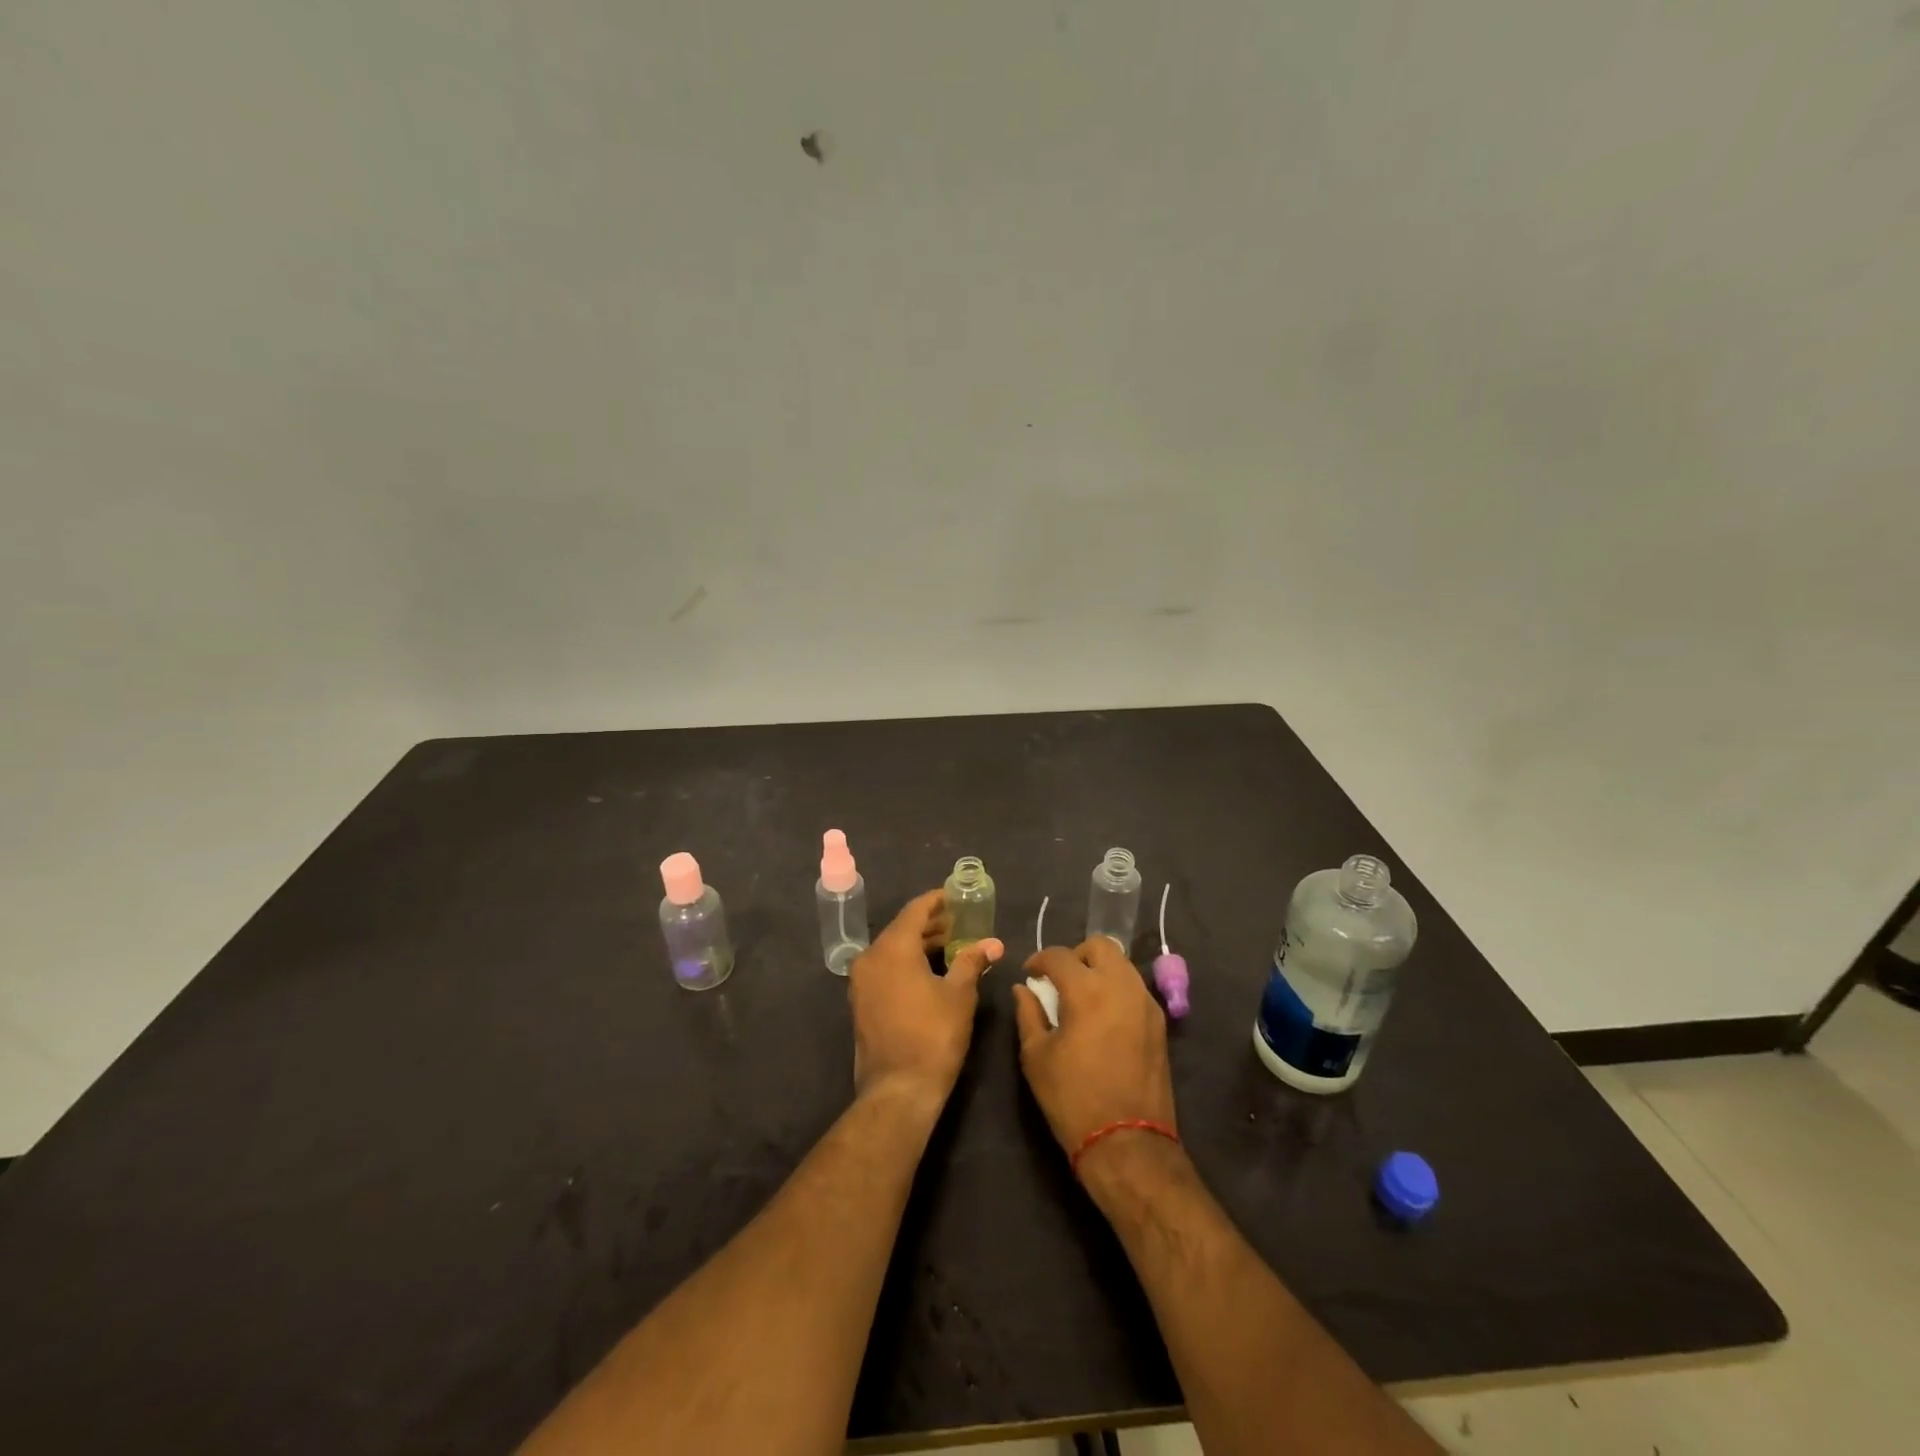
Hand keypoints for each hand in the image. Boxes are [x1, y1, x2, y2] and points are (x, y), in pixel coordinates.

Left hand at [848, 889, 1003, 1108]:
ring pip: (892, 949)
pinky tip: (930, 971)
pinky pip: (885, 968)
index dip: (937, 901)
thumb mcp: (959, 995)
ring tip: (951, 946)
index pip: (915, 910)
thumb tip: (993, 942)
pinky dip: (906, 962)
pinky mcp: (861, 1002)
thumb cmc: (933, 1036)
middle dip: (931, 924)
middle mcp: (870, 957)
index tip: (957, 897)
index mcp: (892, 948)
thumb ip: (972, 961)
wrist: (898, 1089)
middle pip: (902, 928)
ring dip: (919, 944)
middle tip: (960, 922)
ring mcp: (861, 981)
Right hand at [1013, 939, 1176, 1173]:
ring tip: (1081, 996)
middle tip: (1059, 979)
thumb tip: (1024, 990)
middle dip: (1075, 954)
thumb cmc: (1073, 1099)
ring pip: (1122, 964)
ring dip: (1099, 969)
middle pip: (1100, 946)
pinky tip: (1102, 1015)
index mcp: (1087, 991)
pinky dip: (1116, 988)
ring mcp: (1146, 1003)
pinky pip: (1134, 988)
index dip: (1039, 960)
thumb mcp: (1037, 1057)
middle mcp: (1121, 986)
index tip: (1029, 974)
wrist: (1128, 1144)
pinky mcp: (1159, 1023)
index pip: (1059, 956)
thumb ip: (1029, 1014)